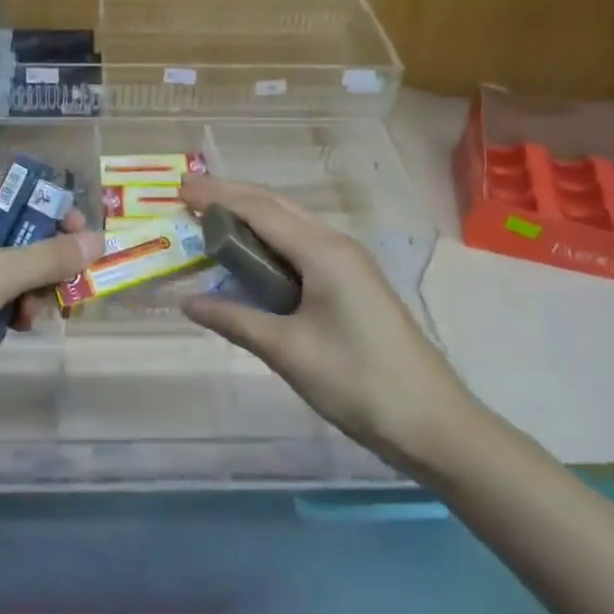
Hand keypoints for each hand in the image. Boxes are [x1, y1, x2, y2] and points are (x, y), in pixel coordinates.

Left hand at [0, 181, 100, 374]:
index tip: (80, 242)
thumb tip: (99, 241)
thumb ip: (52, 257)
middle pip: (21, 233)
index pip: (23, 191)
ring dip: (27, 293)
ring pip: (9, 268)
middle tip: (62, 293)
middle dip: (45, 265)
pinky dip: (4, 310)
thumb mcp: (0, 273)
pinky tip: (8, 332)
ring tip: (29, 320)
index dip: (55, 212)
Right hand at [178, 175, 479, 470]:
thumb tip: (188, 302)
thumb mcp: (289, 352)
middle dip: (232, 196)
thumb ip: (237, 320)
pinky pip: (302, 245)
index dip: (217, 197)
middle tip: (189, 198)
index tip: (179, 190)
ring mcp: (349, 262)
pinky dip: (269, 239)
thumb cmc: (358, 382)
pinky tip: (252, 255)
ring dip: (251, 215)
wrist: (433, 423)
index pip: (260, 210)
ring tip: (212, 219)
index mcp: (322, 252)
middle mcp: (336, 244)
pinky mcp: (353, 281)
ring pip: (291, 223)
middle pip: (276, 206)